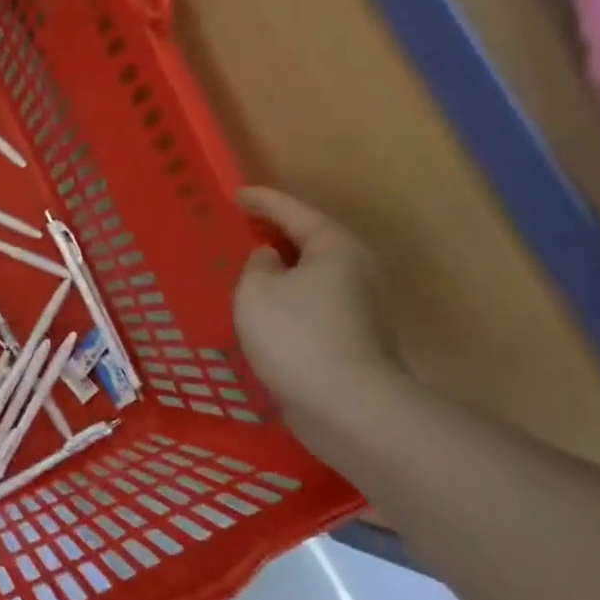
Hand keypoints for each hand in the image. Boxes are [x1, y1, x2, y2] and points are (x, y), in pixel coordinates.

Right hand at [234, 188, 401, 429]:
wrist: (347, 406)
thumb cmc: (296, 336)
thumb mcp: (256, 291)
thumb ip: (257, 265)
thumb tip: (272, 259)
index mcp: (334, 247)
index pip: (293, 212)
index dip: (262, 201)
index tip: (237, 194)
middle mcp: (357, 270)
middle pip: (312, 242)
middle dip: (278, 235)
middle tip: (245, 230)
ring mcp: (362, 307)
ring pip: (315, 277)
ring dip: (285, 273)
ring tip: (251, 273)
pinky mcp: (356, 339)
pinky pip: (315, 306)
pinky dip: (291, 302)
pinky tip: (268, 314)